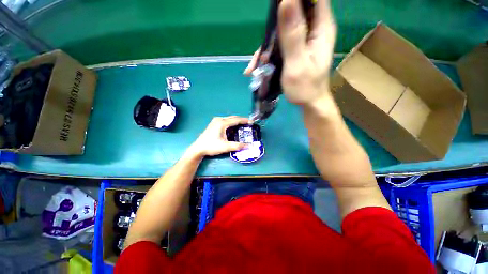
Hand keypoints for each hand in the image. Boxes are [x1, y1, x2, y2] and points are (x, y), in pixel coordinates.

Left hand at [188, 116, 249, 156]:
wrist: (198, 148)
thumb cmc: (211, 146)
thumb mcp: (225, 147)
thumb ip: (237, 146)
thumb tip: (249, 146)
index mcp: (222, 123)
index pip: (236, 120)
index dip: (245, 121)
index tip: (252, 122)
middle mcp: (219, 120)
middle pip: (232, 118)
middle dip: (241, 120)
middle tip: (249, 124)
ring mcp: (215, 121)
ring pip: (228, 119)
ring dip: (236, 121)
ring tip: (242, 126)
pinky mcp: (213, 124)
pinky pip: (225, 121)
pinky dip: (231, 123)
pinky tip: (233, 128)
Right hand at [244, 0, 335, 105]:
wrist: (310, 101)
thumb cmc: (306, 87)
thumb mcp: (297, 61)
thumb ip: (292, 32)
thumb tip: (287, 0)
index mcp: (323, 27)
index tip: (280, 2)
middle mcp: (317, 24)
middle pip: (303, 2)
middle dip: (282, 4)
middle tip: (269, 24)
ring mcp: (308, 29)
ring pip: (291, 10)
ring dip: (273, 21)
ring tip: (263, 51)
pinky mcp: (299, 35)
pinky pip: (284, 24)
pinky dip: (271, 35)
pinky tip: (261, 56)